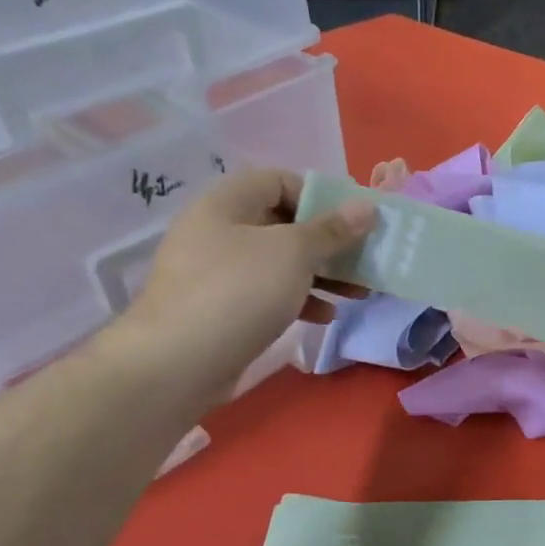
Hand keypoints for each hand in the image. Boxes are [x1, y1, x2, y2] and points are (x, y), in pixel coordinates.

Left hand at [97, 169, 373, 412]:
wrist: (177, 364)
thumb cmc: (239, 292)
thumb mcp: (294, 253)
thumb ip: (333, 229)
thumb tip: (367, 208)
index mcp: (227, 204)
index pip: (279, 181)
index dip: (319, 196)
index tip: (352, 222)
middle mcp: (219, 231)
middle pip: (283, 224)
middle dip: (329, 243)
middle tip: (364, 260)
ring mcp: (218, 273)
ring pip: (280, 262)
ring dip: (322, 274)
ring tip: (357, 292)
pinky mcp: (222, 309)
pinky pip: (268, 293)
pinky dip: (299, 299)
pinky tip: (325, 316)